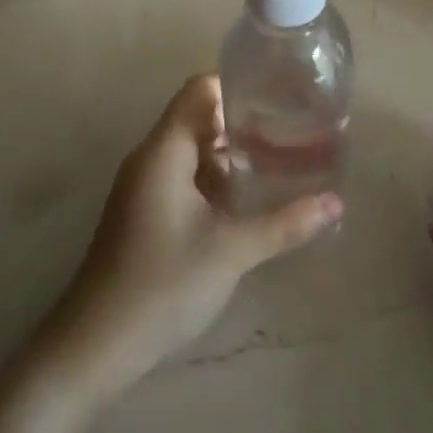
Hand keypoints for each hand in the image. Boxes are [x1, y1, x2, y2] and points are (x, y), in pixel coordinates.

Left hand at [40, 75, 341, 399]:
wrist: (95, 347)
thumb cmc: (162, 284)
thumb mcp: (232, 251)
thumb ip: (286, 223)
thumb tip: (337, 203)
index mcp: (164, 151)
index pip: (200, 89)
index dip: (238, 85)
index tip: (280, 96)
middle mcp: (150, 158)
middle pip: (199, 116)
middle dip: (243, 120)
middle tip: (291, 129)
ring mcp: (144, 186)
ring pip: (193, 149)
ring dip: (231, 152)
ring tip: (279, 159)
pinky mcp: (145, 212)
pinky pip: (184, 175)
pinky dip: (215, 177)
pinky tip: (247, 199)